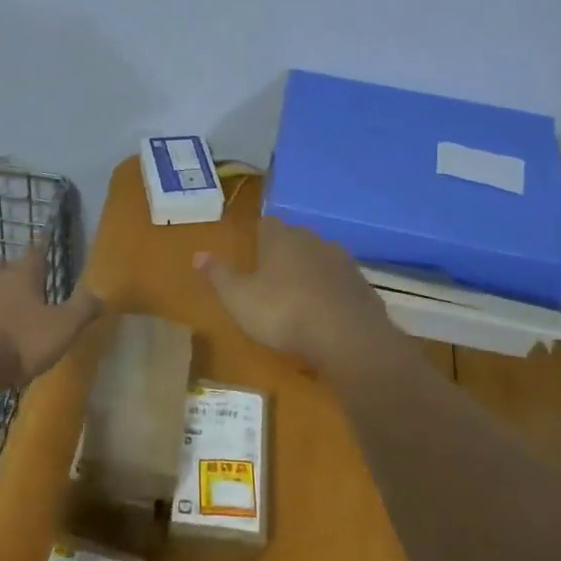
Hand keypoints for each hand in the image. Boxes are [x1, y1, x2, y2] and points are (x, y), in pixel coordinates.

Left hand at [0, 241, 104, 393]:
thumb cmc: (15, 344)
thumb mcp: (61, 330)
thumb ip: (82, 310)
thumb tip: (103, 293)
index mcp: (21, 276)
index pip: (36, 253)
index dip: (42, 249)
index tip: (43, 242)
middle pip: (1, 266)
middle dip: (8, 273)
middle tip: (16, 287)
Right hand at [195, 217, 403, 374]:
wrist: (347, 337)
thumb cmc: (283, 312)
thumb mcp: (239, 298)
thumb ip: (219, 274)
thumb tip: (198, 254)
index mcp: (282, 238)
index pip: (267, 223)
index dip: (258, 236)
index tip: (252, 252)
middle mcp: (314, 240)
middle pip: (296, 238)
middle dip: (285, 253)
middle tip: (271, 277)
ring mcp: (343, 261)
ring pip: (320, 259)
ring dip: (310, 272)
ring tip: (298, 296)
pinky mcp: (363, 285)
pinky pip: (340, 283)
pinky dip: (331, 292)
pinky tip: (325, 314)